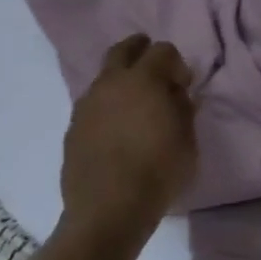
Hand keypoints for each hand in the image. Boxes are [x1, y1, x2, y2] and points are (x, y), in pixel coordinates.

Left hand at [60, 35, 197, 241]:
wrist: (108, 209)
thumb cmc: (158, 172)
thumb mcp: (187, 141)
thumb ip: (183, 109)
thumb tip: (176, 94)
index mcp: (143, 80)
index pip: (162, 50)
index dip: (176, 64)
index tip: (184, 85)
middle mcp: (110, 83)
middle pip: (123, 50)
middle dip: (140, 50)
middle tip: (154, 66)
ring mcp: (86, 104)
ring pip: (104, 78)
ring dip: (121, 82)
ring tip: (135, 104)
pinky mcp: (73, 127)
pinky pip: (94, 105)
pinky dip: (107, 107)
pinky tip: (117, 129)